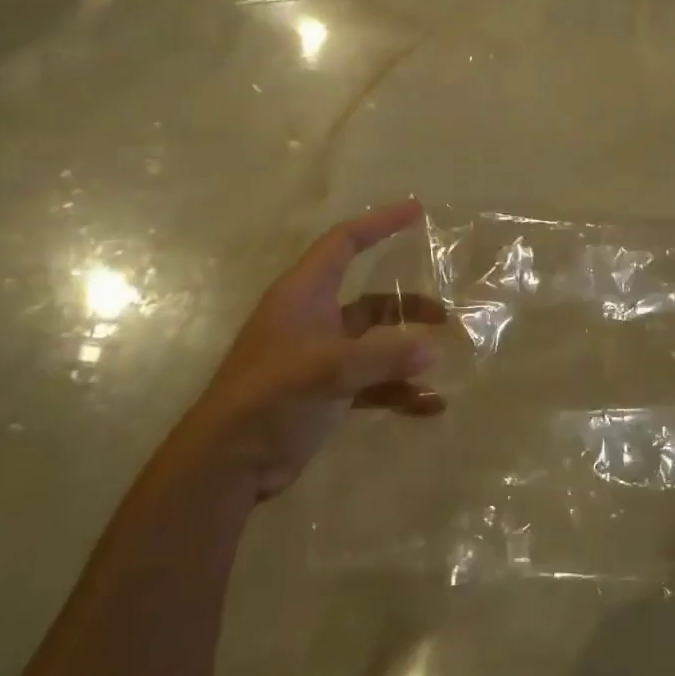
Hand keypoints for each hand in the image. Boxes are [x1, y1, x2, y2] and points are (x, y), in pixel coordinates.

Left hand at [177, 198, 446, 499]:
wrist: (228, 464)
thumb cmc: (270, 398)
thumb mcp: (327, 370)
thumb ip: (383, 357)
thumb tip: (433, 350)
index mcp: (304, 295)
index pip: (344, 242)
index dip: (379, 223)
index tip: (417, 211)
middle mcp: (314, 319)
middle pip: (369, 298)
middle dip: (407, 303)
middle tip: (445, 312)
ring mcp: (321, 358)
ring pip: (375, 342)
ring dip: (407, 348)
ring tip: (443, 356)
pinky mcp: (327, 392)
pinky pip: (374, 383)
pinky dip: (400, 391)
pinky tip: (431, 405)